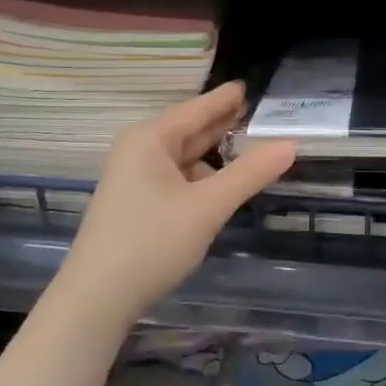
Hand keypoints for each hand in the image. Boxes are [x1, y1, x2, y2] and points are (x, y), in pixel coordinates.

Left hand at [60, 81, 295, 324]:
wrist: (96, 300)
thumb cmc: (151, 243)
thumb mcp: (208, 207)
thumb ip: (249, 174)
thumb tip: (290, 144)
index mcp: (150, 139)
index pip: (196, 109)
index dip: (224, 99)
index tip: (247, 86)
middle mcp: (138, 151)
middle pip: (188, 130)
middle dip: (221, 125)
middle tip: (257, 114)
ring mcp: (132, 178)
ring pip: (182, 157)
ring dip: (213, 155)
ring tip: (248, 149)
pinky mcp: (134, 204)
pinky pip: (174, 178)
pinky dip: (199, 177)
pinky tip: (219, 186)